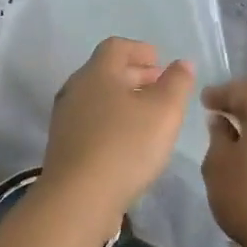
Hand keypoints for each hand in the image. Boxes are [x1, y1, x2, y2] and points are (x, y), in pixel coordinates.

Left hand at [40, 38, 194, 229]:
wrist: (78, 199)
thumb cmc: (125, 146)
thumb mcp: (164, 111)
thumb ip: (177, 83)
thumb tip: (182, 63)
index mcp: (97, 73)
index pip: (116, 47)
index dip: (140, 50)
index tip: (160, 61)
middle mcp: (76, 89)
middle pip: (106, 72)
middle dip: (135, 75)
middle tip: (160, 86)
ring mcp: (65, 119)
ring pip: (98, 98)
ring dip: (124, 100)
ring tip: (149, 116)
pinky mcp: (64, 147)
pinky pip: (91, 122)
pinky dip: (112, 122)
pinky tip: (129, 142)